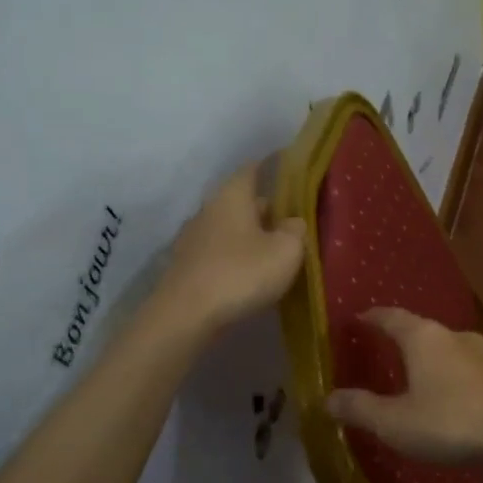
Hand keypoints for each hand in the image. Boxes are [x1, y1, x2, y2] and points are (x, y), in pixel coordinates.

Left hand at [158, 160, 305, 332]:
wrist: (186, 315)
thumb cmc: (241, 273)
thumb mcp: (286, 251)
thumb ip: (296, 230)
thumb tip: (293, 222)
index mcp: (233, 195)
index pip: (253, 169)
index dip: (272, 167)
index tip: (290, 170)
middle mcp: (209, 209)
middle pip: (241, 200)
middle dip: (265, 208)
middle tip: (292, 219)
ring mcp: (193, 237)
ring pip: (230, 227)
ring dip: (250, 234)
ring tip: (274, 249)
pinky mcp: (187, 265)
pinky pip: (219, 251)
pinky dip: (236, 255)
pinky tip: (250, 272)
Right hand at [325, 308, 482, 464]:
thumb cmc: (450, 422)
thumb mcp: (395, 422)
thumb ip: (361, 408)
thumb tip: (328, 398)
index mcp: (423, 337)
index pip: (390, 317)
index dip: (371, 318)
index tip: (356, 320)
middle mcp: (453, 335)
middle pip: (420, 330)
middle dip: (400, 338)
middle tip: (381, 349)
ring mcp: (482, 352)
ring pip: (446, 348)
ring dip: (428, 358)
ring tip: (414, 374)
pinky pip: (465, 367)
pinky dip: (449, 375)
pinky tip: (448, 394)